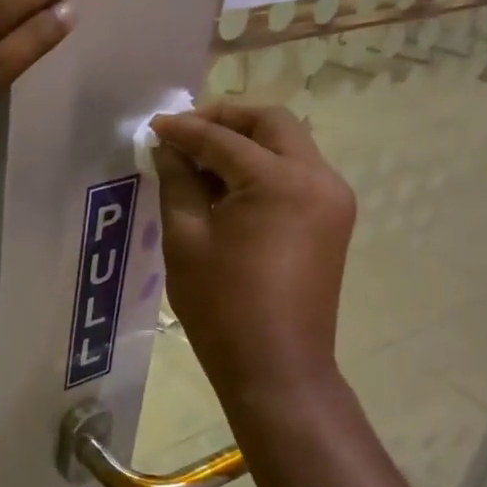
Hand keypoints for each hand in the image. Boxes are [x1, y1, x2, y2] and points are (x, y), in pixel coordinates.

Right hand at [150, 103, 356, 401]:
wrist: (276, 367)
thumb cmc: (222, 306)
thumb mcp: (186, 239)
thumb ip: (177, 181)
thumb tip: (167, 147)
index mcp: (280, 181)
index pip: (224, 138)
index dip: (185, 129)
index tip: (153, 127)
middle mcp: (318, 178)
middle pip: (271, 124)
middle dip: (226, 120)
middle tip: (184, 133)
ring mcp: (332, 199)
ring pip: (288, 145)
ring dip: (245, 142)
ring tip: (200, 160)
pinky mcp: (332, 219)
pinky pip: (296, 173)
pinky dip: (262, 167)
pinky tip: (227, 186)